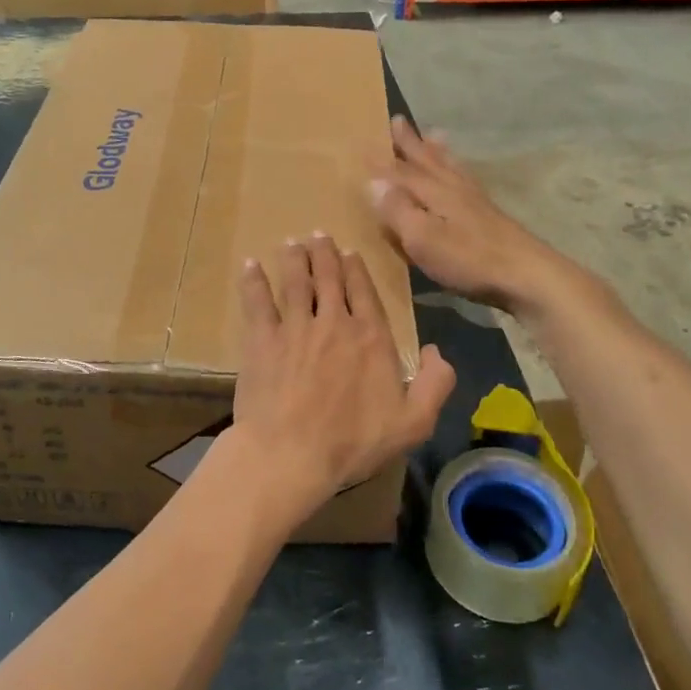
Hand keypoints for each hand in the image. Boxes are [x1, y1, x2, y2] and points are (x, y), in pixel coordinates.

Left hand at [222, 234, 454, 527]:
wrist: (292, 454)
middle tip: (318, 235)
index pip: (365, 293)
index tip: (349, 252)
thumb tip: (440, 351)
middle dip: (325, 254)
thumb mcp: (413, 423)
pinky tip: (250, 264)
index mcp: (371, 338)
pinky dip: (254, 280)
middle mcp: (334, 323)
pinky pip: (257, 302)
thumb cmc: (353, 442)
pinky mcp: (262, 340)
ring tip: (292, 243)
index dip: (357, 270)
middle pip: (329, 279)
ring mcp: (295, 328)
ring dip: (294, 259)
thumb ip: (436, 384)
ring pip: (296, 282)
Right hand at [368, 117, 563, 313]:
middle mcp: (453, 188)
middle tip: (399, 120)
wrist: (526, 274)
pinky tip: (462, 175)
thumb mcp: (423, 238)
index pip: (401, 172)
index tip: (364, 144)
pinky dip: (459, 169)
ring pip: (450, 167)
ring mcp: (474, 201)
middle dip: (411, 143)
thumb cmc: (468, 259)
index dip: (381, 162)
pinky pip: (467, 179)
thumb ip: (398, 210)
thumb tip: (373, 182)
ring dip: (437, 151)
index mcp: (434, 192)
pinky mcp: (489, 215)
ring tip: (433, 134)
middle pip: (428, 161)